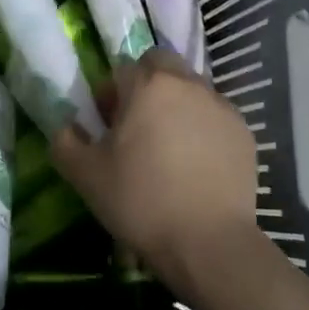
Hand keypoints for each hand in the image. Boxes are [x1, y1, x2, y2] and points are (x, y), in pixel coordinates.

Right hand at [49, 48, 260, 295]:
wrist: (209, 244)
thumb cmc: (141, 201)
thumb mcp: (85, 176)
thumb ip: (64, 141)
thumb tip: (66, 126)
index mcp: (148, 85)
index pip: (122, 70)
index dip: (110, 95)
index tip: (107, 128)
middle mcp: (187, 84)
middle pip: (161, 65)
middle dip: (146, 84)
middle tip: (138, 126)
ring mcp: (221, 106)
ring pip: (190, 88)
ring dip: (176, 104)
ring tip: (169, 146)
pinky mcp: (244, 132)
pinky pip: (214, 116)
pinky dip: (202, 127)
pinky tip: (196, 164)